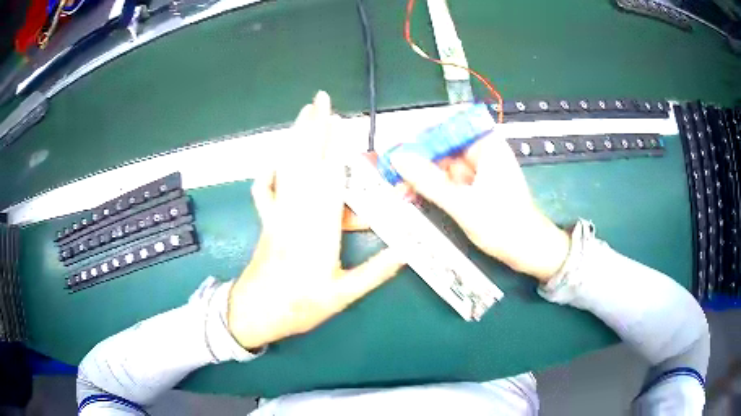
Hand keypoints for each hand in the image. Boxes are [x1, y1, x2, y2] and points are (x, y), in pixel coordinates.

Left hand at [226, 91, 403, 349]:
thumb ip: (376, 272)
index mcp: (318, 231)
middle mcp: (296, 215)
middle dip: (313, 128)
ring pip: (285, 168)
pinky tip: (275, 159)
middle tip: (319, 100)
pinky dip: (268, 171)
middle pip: (304, 162)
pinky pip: (264, 190)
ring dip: (294, 138)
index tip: (339, 121)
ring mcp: (277, 215)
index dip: (335, 147)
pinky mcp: (266, 221)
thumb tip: (406, 252)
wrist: (255, 314)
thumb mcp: (343, 296)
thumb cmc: (299, 307)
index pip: (329, 179)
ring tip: (304, 113)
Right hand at [390, 136, 569, 282]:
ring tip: (397, 188)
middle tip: (391, 170)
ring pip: (442, 164)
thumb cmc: (503, 226)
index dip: (423, 132)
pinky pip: (447, 180)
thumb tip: (398, 158)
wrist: (527, 251)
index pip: (450, 124)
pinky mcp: (473, 186)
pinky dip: (430, 187)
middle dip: (417, 158)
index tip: (399, 145)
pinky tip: (412, 195)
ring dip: (420, 175)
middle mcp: (482, 152)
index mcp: (487, 145)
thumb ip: (429, 181)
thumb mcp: (462, 204)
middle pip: (443, 145)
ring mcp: (477, 170)